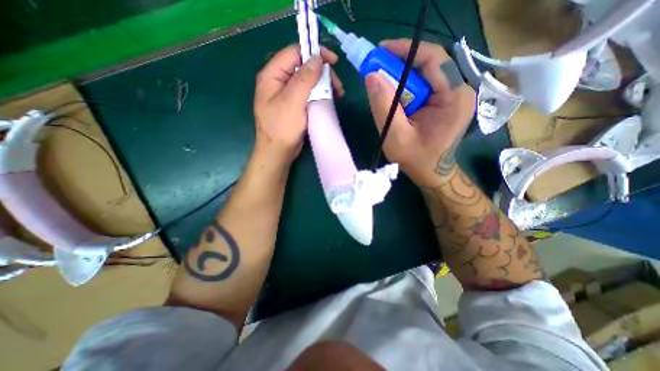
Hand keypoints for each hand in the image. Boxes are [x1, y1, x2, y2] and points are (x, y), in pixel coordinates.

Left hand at [253, 44, 345, 164]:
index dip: (314, 53)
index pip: (294, 53)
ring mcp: (288, 94)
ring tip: (338, 94)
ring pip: (308, 81)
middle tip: (338, 86)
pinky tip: (330, 99)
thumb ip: (304, 78)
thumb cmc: (282, 127)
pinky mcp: (295, 105)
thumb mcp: (292, 101)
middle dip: (322, 73)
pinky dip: (320, 94)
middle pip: (304, 67)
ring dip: (324, 85)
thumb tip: (317, 59)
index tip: (333, 61)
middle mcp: (279, 81)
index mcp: (273, 75)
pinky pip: (309, 94)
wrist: (278, 152)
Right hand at [366, 40, 474, 186]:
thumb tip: (371, 76)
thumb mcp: (395, 136)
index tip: (381, 50)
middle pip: (430, 63)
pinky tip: (394, 94)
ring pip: (426, 73)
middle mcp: (460, 90)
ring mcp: (454, 95)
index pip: (433, 59)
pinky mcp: (446, 101)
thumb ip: (384, 107)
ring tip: (383, 82)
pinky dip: (407, 86)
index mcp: (454, 97)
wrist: (432, 173)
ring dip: (402, 75)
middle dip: (401, 63)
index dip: (406, 50)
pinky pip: (425, 84)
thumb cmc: (416, 159)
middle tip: (377, 67)